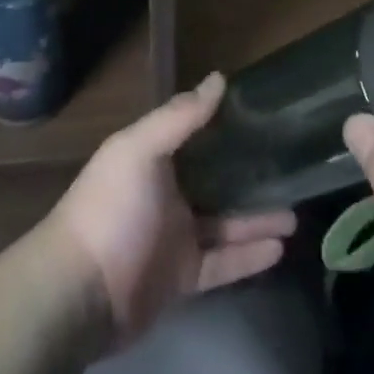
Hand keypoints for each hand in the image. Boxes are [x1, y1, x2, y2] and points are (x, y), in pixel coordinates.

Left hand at [40, 73, 295, 350]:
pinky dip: (249, 256)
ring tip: (297, 214)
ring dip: (258, 218)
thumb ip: (180, 116)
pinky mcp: (181, 278)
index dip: (227, 126)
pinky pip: (222, 263)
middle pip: (216, 181)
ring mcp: (174, 238)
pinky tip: (280, 248)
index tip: (266, 116)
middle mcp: (166, 194)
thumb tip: (220, 78)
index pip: (197, 136)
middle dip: (250, 177)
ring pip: (226, 224)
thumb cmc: (110, 209)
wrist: (76, 294)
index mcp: (153, 159)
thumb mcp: (140, 150)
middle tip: (292, 170)